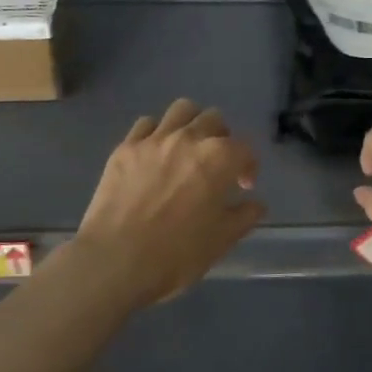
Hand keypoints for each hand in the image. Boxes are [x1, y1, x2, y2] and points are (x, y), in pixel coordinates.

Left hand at [68, 100, 264, 307]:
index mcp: (218, 159)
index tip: (243, 187)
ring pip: (181, 110)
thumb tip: (255, 203)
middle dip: (222, 138)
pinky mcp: (125, 148)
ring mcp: (153, 140)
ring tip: (188, 149)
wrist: (115, 260)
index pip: (244, 149)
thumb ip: (244, 216)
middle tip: (217, 165)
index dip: (248, 166)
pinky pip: (146, 125)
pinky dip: (157, 133)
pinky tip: (155, 155)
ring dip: (191, 124)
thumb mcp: (221, 241)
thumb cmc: (176, 254)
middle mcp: (188, 138)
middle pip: (214, 120)